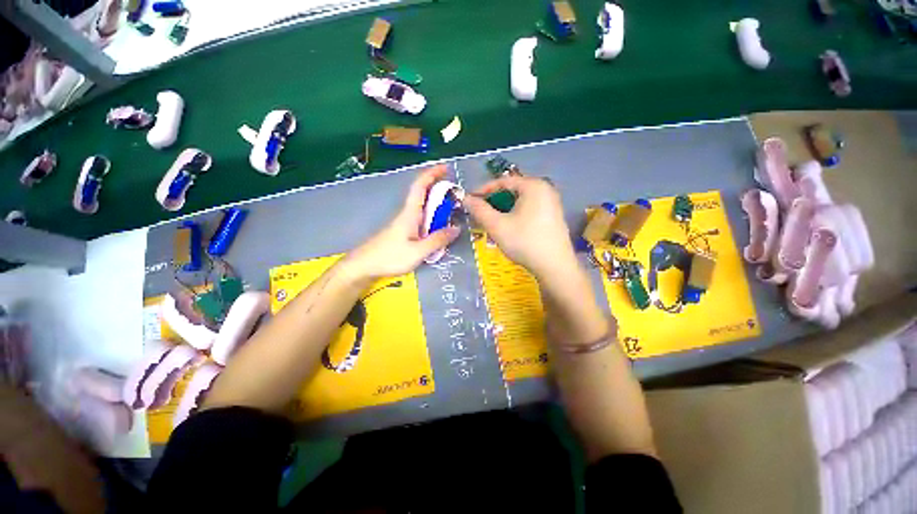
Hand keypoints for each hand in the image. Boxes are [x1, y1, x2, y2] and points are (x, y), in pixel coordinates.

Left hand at [345, 165, 460, 280]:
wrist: (364, 266)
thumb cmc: (390, 257)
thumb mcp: (418, 251)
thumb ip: (438, 240)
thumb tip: (456, 228)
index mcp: (410, 213)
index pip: (420, 186)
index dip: (432, 174)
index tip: (446, 168)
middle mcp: (407, 214)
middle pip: (424, 195)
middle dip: (440, 190)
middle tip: (458, 195)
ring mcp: (404, 223)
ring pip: (424, 208)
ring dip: (438, 206)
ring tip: (453, 212)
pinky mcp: (403, 232)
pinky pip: (422, 220)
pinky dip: (433, 219)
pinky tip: (439, 229)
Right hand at [464, 176, 577, 279]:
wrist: (554, 267)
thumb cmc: (524, 242)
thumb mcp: (497, 225)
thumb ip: (479, 210)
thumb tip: (465, 199)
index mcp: (533, 186)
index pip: (503, 181)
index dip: (483, 190)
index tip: (470, 200)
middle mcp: (545, 189)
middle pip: (512, 190)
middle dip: (493, 201)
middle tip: (480, 213)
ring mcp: (552, 203)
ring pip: (520, 201)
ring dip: (503, 209)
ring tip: (491, 221)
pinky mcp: (554, 216)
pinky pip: (529, 209)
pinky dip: (515, 214)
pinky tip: (509, 227)